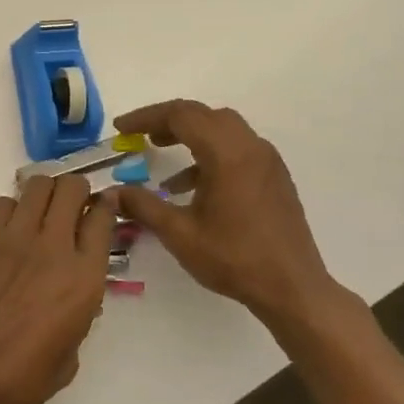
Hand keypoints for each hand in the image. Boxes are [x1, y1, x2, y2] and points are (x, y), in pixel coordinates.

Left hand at [0, 174, 117, 403]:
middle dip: (76, 191)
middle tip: (71, 207)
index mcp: (83, 279)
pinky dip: (12, 211)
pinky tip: (8, 232)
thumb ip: (78, 314)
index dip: (106, 206)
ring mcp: (13, 239)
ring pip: (37, 187)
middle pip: (71, 189)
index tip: (103, 206)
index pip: (103, 218)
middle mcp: (53, 248)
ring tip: (40, 213)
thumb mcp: (69, 355)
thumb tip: (71, 295)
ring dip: (45, 195)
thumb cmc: (19, 380)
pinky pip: (2, 205)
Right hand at [115, 100, 353, 337]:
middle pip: (203, 115)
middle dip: (168, 120)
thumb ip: (143, 206)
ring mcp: (266, 160)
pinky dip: (210, 152)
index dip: (146, 117)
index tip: (121, 129)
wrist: (293, 288)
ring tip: (160, 150)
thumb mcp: (180, 233)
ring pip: (223, 128)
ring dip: (190, 133)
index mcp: (227, 154)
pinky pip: (237, 148)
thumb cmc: (234, 259)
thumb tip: (111, 193)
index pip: (181, 115)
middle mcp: (250, 147)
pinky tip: (190, 184)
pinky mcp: (274, 176)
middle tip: (140, 134)